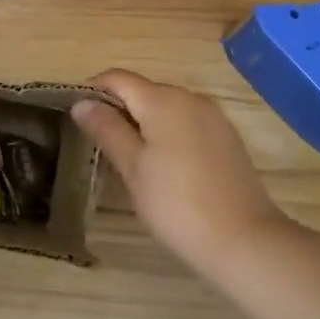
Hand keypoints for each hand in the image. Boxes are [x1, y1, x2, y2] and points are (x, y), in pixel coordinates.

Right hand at [72, 71, 287, 277]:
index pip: (118, 78)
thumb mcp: (133, 168)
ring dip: (142, 121)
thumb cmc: (176, 204)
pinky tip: (162, 165)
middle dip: (118, 108)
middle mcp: (190, 98)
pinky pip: (187, 123)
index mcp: (163, 100)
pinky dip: (167, 133)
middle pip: (143, 90)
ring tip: (126, 155)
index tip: (75, 114)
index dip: (92, 89)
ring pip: (166, 107)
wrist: (244, 240)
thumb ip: (107, 129)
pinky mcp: (227, 138)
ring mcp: (213, 117)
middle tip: (96, 141)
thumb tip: (82, 103)